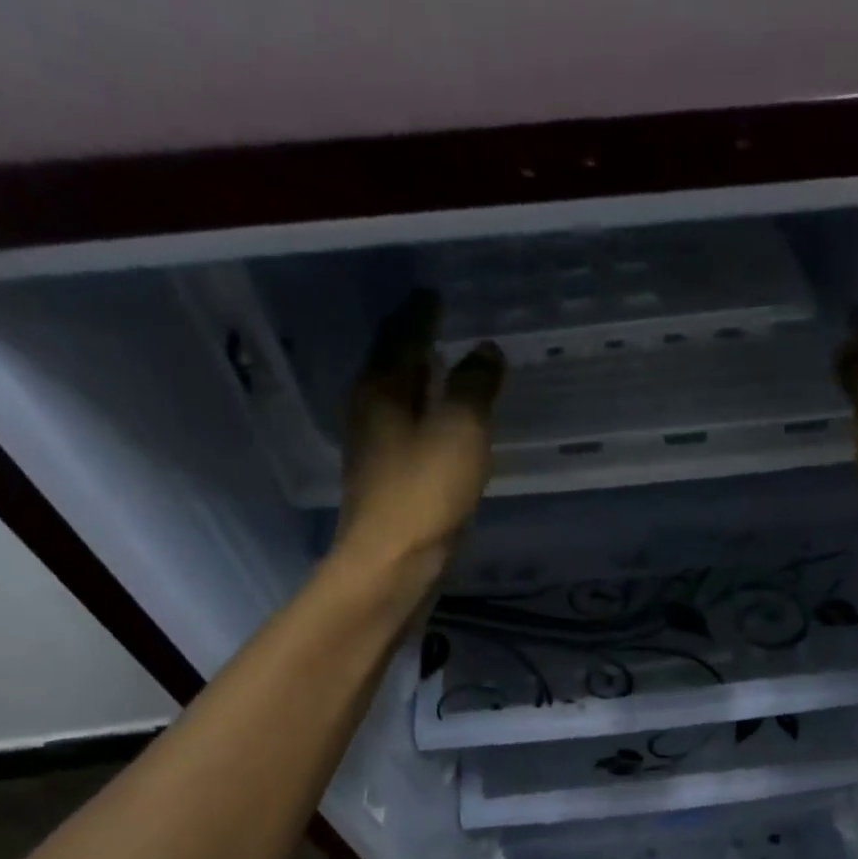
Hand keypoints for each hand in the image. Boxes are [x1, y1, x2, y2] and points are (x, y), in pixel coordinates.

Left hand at [335, 289, 504, 574]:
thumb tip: (486, 350)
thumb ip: (475, 386)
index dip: (421, 313)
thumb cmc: (425, 491)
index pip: (401, 335)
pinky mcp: (391, 483)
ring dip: (424, 383)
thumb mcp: (460, 430)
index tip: (436, 294)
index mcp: (381, 389)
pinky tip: (448, 425)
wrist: (395, 564)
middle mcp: (371, 413)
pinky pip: (412, 433)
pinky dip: (429, 418)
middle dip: (418, 344)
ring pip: (402, 401)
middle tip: (445, 325)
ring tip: (450, 369)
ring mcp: (378, 451)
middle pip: (394, 366)